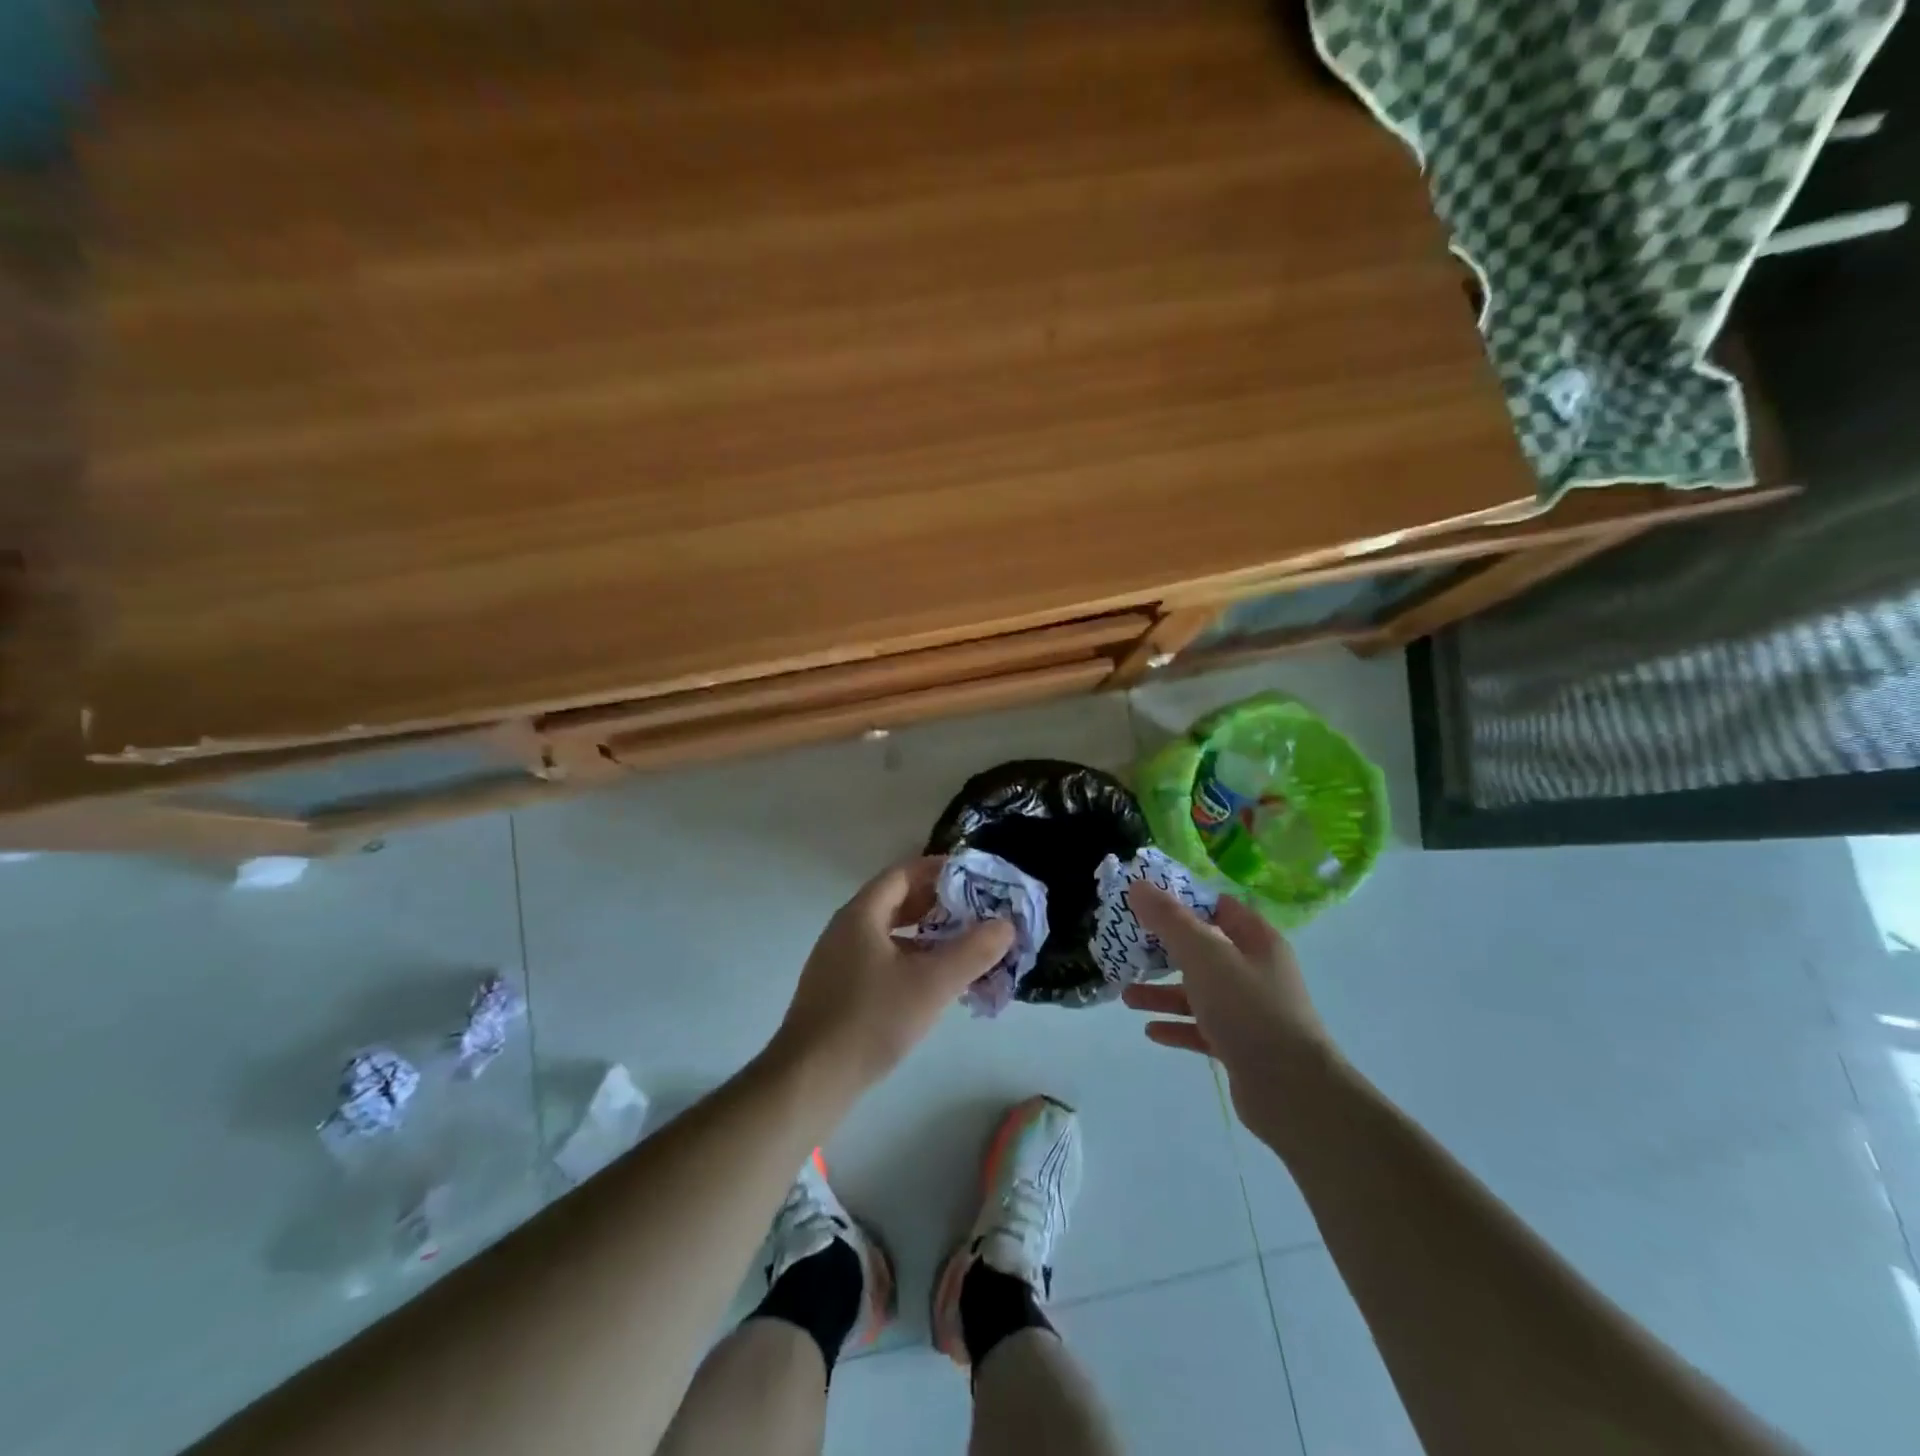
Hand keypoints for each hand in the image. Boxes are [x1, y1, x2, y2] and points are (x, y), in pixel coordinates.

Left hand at [768, 857, 1014, 1113]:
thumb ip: (973, 951)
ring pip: (890, 933)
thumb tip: (1006, 924)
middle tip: (976, 910)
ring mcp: (839, 960)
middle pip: (896, 901)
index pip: (904, 873)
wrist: (810, 1079)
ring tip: (963, 944)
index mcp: (862, 914)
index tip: (974, 876)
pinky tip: (933, 982)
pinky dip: (910, 958)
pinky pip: (881, 958)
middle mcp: (846, 928)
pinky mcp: (839, 989)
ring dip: (926, 934)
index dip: (939, 870)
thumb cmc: (872, 1020)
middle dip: (937, 903)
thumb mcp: (932, 984)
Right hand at [1121, 883, 1336, 1134]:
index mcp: (1256, 941)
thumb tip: (1138, 885)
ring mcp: (1249, 1011)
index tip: (1145, 903)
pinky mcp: (1241, 1046)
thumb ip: (1169, 920)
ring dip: (1163, 992)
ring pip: (1199, 992)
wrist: (1291, 1091)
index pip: (1218, 907)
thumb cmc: (1248, 1009)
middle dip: (1165, 949)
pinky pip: (1201, 1028)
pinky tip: (1150, 1030)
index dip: (1184, 901)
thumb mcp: (1204, 955)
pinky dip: (1177, 1025)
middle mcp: (1255, 971)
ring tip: (1126, 996)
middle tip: (1129, 947)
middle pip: (1204, 950)